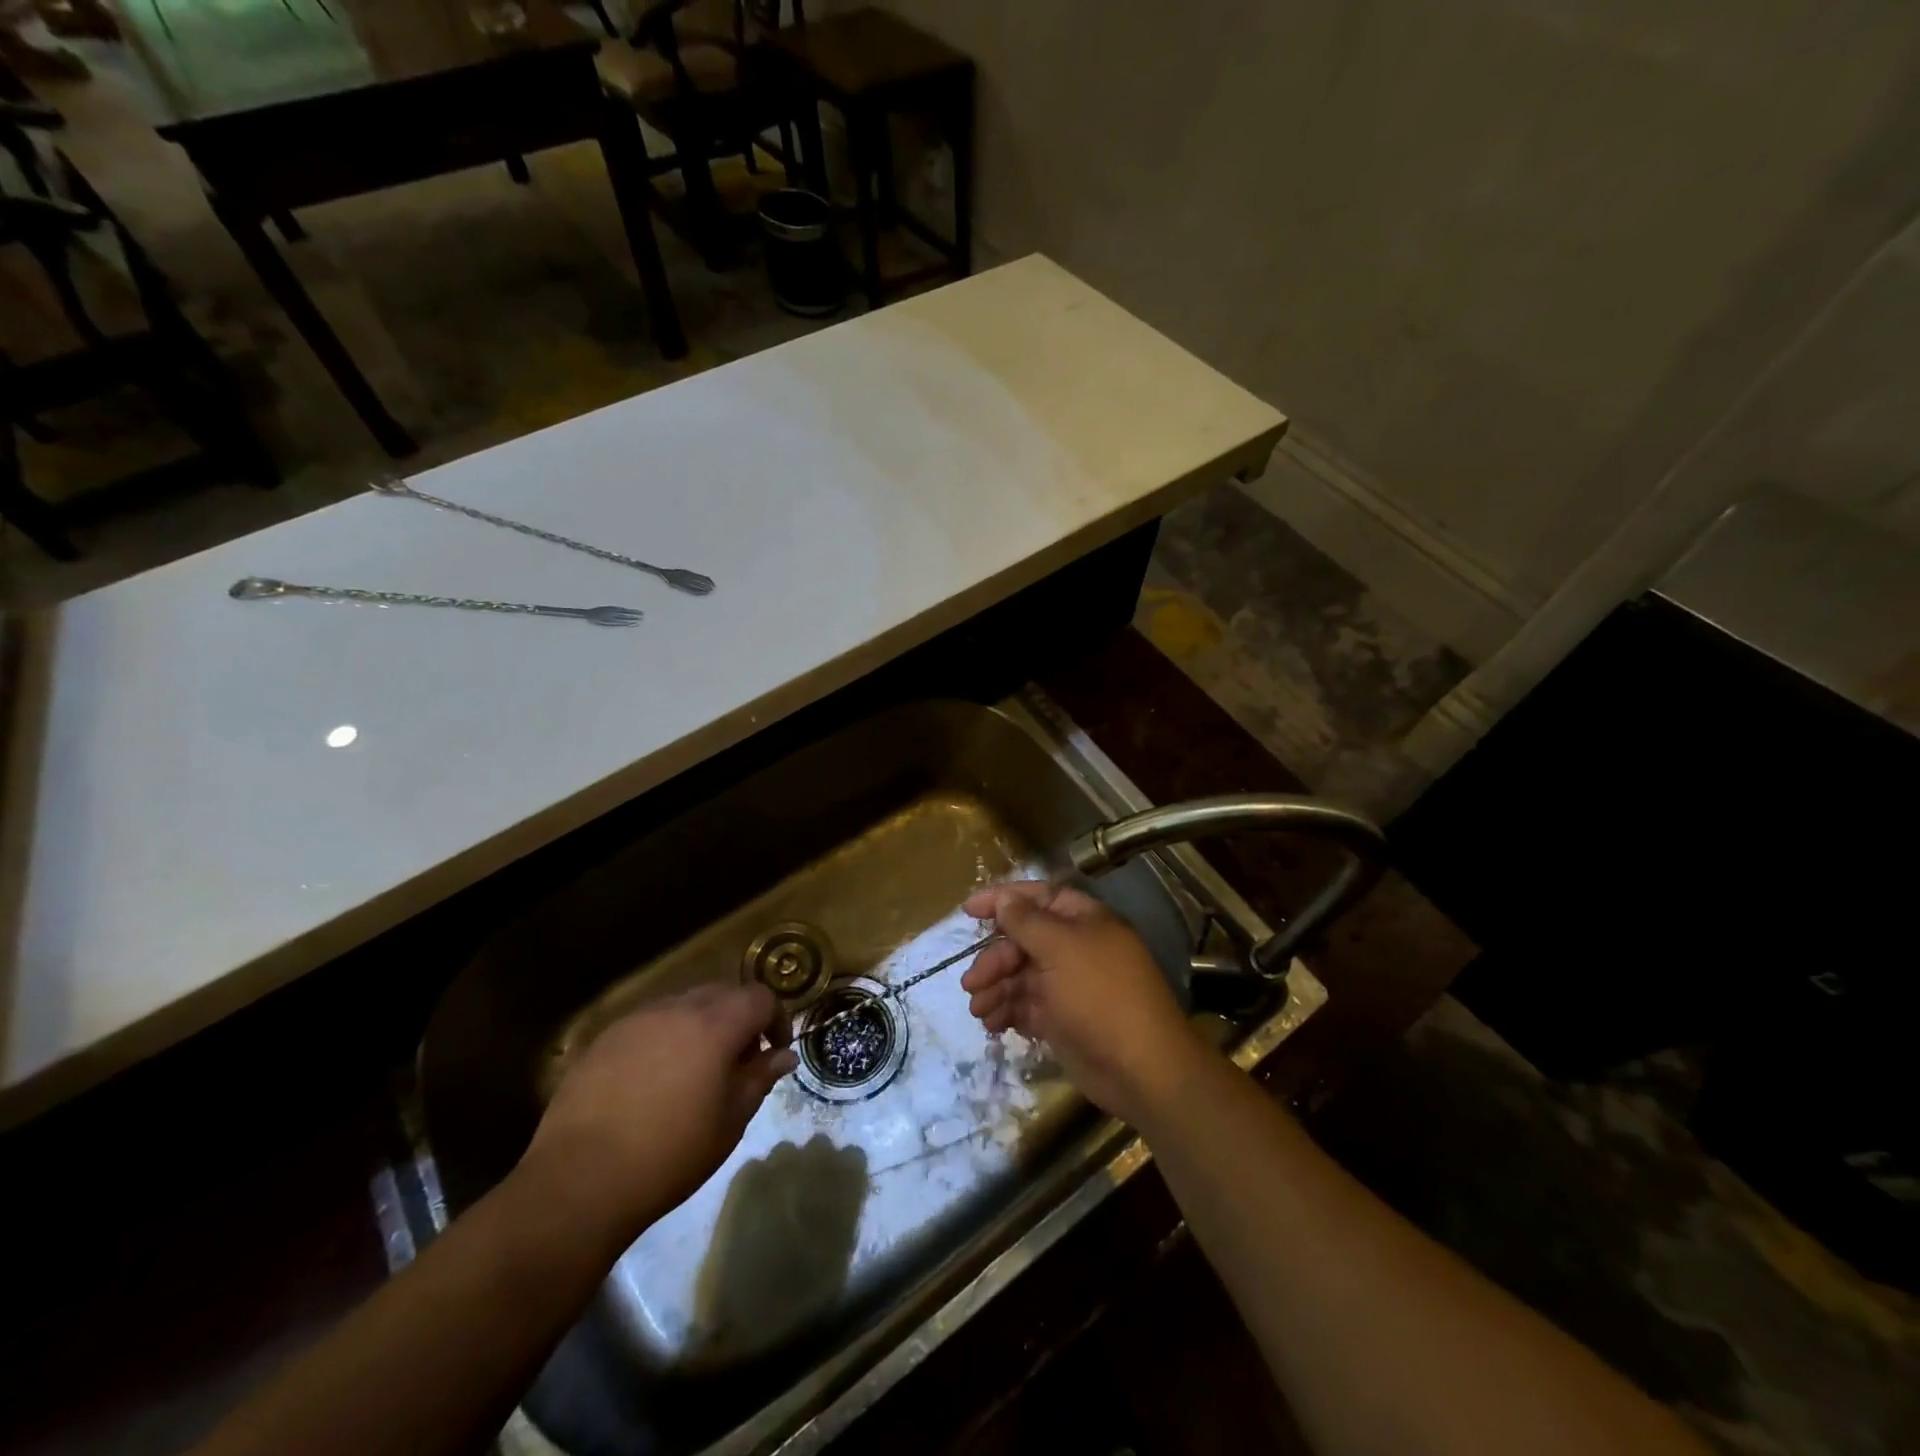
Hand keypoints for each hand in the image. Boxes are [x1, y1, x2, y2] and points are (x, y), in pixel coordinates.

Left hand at [521, 984, 796, 1241]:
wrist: (579, 1182)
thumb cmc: (669, 1155)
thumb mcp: (729, 1122)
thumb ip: (759, 1078)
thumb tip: (783, 1055)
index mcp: (715, 1025)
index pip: (761, 997)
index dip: (776, 1020)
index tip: (773, 1053)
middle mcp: (677, 1008)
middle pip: (723, 992)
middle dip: (740, 1017)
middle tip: (739, 1060)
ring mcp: (637, 1019)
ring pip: (684, 1003)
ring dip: (702, 1024)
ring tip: (696, 1069)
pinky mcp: (605, 1037)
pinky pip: (650, 1021)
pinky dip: (666, 1036)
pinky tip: (655, 1078)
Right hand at [960, 881, 1200, 1123]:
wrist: (1140, 1069)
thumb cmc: (1100, 995)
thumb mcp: (1061, 949)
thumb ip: (1027, 921)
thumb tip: (1003, 898)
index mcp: (1084, 921)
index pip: (1039, 897)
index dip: (1003, 900)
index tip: (968, 910)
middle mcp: (1076, 948)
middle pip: (1024, 941)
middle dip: (995, 959)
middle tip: (972, 982)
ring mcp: (1069, 986)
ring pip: (1021, 976)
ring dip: (995, 988)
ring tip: (978, 1010)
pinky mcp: (1062, 1020)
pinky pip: (1026, 1007)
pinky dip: (1007, 1012)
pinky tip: (992, 1024)